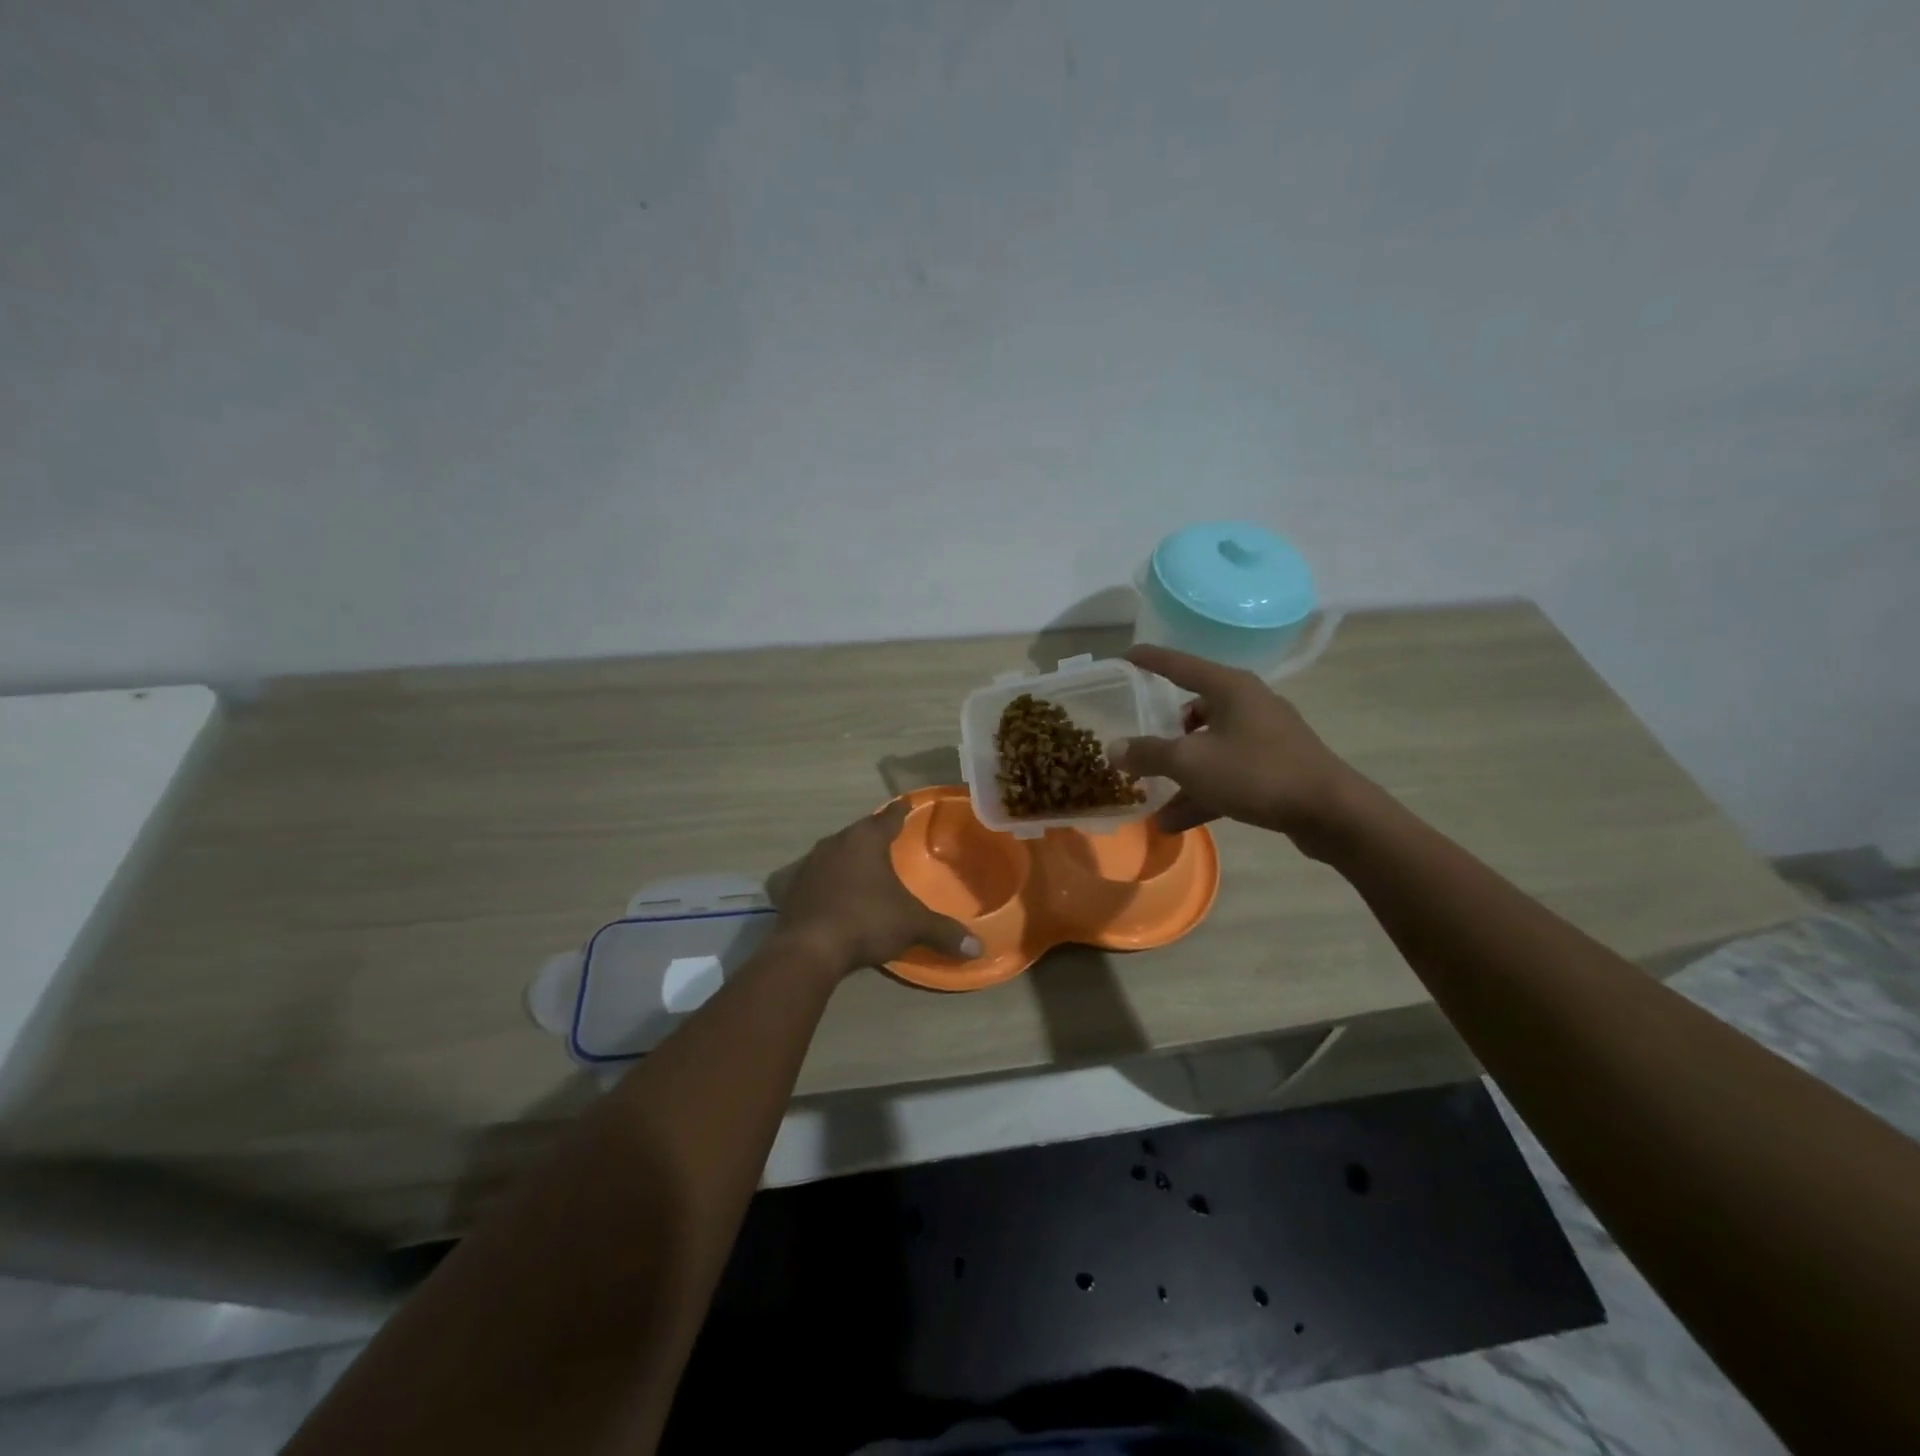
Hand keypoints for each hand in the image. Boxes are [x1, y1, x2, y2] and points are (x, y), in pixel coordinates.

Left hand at [769, 800, 981, 975]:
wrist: (808, 949)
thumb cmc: (866, 921)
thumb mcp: (912, 925)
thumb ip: (944, 931)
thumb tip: (978, 948)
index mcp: (865, 840)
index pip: (888, 818)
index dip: (900, 811)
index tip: (906, 803)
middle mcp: (835, 843)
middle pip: (859, 832)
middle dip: (873, 834)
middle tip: (887, 837)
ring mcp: (809, 864)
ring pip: (835, 851)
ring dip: (849, 856)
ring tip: (863, 865)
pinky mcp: (792, 888)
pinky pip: (817, 876)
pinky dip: (828, 880)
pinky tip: (834, 891)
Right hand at [1109, 644, 1356, 845]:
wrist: (1330, 812)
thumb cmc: (1256, 772)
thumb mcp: (1191, 762)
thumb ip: (1148, 753)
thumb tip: (1114, 749)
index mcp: (1229, 687)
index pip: (1179, 664)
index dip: (1149, 660)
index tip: (1123, 658)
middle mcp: (1247, 704)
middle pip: (1193, 709)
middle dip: (1162, 729)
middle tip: (1136, 740)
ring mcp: (1263, 737)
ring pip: (1208, 747)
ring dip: (1179, 771)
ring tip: (1148, 793)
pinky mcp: (1273, 767)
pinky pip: (1226, 773)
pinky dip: (1201, 792)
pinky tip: (1173, 822)